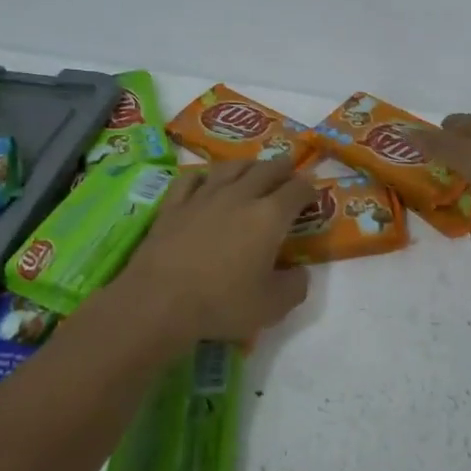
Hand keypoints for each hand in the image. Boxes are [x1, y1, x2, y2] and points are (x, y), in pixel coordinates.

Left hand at [114, 158, 315, 340]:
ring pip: (230, 167)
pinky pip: (191, 178)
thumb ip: (295, 287)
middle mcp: (240, 196)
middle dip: (282, 168)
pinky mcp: (173, 205)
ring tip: (253, 167)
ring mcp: (203, 196)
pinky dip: (204, 175)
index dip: (309, 190)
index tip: (312, 195)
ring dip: (248, 164)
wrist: (158, 302)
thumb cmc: (221, 304)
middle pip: (266, 169)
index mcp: (269, 217)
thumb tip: (299, 273)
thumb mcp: (272, 307)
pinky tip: (205, 180)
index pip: (297, 190)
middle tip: (288, 169)